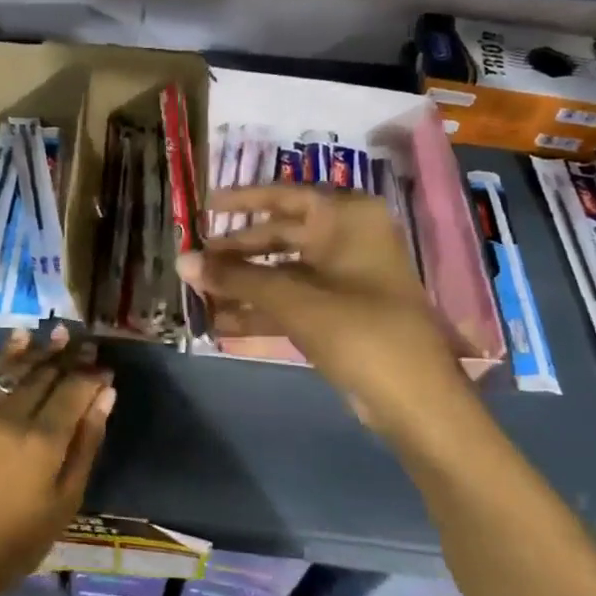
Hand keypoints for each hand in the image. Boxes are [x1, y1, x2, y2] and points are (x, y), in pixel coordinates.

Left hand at [0, 326, 115, 592]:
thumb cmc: (21, 536)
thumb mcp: (67, 497)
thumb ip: (87, 441)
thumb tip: (105, 394)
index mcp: (43, 441)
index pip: (73, 391)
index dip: (91, 376)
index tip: (105, 367)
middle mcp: (11, 417)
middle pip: (45, 375)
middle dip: (68, 357)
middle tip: (85, 343)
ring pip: (14, 370)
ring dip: (38, 350)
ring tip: (57, 333)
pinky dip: (4, 359)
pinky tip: (19, 341)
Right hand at [179, 184, 476, 439]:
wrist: (415, 400)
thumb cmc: (358, 330)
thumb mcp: (291, 299)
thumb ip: (235, 277)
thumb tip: (181, 260)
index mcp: (347, 218)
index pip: (284, 195)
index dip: (243, 200)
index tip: (205, 208)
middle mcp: (348, 238)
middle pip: (279, 235)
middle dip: (236, 252)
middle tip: (195, 261)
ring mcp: (345, 277)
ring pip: (282, 271)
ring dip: (243, 284)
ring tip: (199, 294)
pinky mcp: (341, 312)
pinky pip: (292, 300)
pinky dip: (261, 309)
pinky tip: (222, 322)